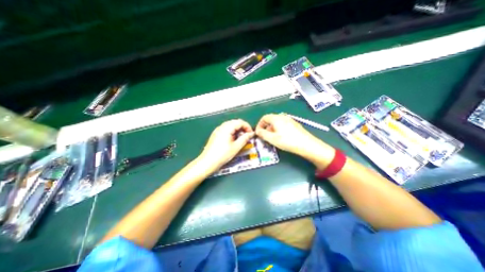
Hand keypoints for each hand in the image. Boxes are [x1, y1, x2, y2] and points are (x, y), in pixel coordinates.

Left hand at [199, 119, 254, 169]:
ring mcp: (218, 130)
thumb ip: (244, 139)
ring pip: (230, 125)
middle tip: (247, 136)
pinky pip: (226, 129)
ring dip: (237, 130)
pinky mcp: (216, 134)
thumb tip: (251, 134)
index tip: (251, 134)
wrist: (208, 162)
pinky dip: (232, 132)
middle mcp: (222, 126)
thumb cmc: (222, 155)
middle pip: (235, 122)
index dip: (247, 127)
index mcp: (227, 128)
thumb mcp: (236, 147)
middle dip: (242, 128)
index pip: (240, 122)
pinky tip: (233, 139)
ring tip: (241, 138)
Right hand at [255, 113, 335, 166]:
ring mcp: (290, 120)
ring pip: (277, 122)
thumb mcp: (272, 139)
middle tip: (264, 136)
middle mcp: (283, 117)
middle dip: (265, 127)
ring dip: (272, 129)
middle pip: (270, 119)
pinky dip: (278, 129)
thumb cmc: (287, 141)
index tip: (258, 133)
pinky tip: (281, 137)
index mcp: (276, 118)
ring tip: (272, 138)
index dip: (259, 125)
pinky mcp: (294, 124)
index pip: (264, 118)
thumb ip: (262, 134)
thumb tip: (258, 131)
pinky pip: (283, 124)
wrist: (306, 144)